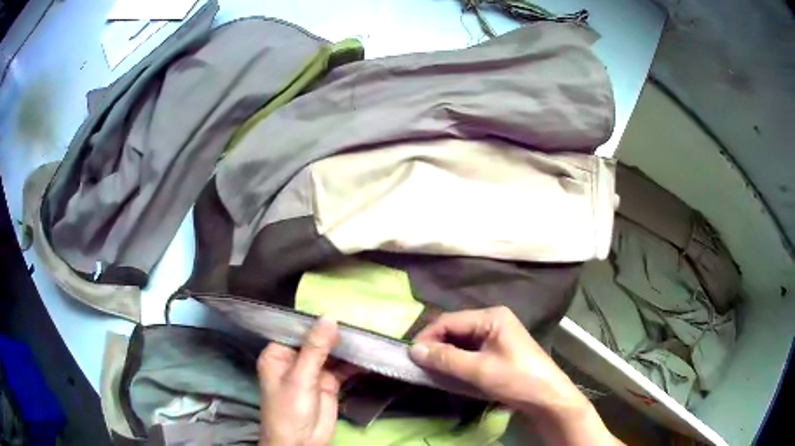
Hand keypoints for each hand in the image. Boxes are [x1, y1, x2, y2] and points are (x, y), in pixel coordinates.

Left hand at [257, 316, 355, 445]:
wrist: (301, 443)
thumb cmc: (290, 409)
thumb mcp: (300, 378)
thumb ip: (315, 349)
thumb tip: (329, 318)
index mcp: (278, 354)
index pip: (297, 330)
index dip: (316, 320)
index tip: (340, 307)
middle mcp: (295, 360)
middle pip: (317, 341)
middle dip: (336, 333)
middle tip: (360, 318)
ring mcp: (313, 372)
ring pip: (331, 354)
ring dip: (347, 348)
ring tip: (368, 334)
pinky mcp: (328, 384)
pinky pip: (342, 369)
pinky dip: (354, 364)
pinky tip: (368, 355)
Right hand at [409, 306, 621, 444]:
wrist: (547, 396)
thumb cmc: (516, 379)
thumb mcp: (478, 370)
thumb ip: (445, 359)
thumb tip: (414, 350)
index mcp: (491, 316)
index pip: (449, 320)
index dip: (428, 337)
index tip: (411, 356)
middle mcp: (493, 319)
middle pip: (455, 328)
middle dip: (436, 345)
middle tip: (420, 365)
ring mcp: (497, 333)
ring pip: (461, 339)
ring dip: (446, 353)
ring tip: (432, 370)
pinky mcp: (498, 348)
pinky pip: (471, 349)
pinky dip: (458, 359)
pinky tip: (451, 371)